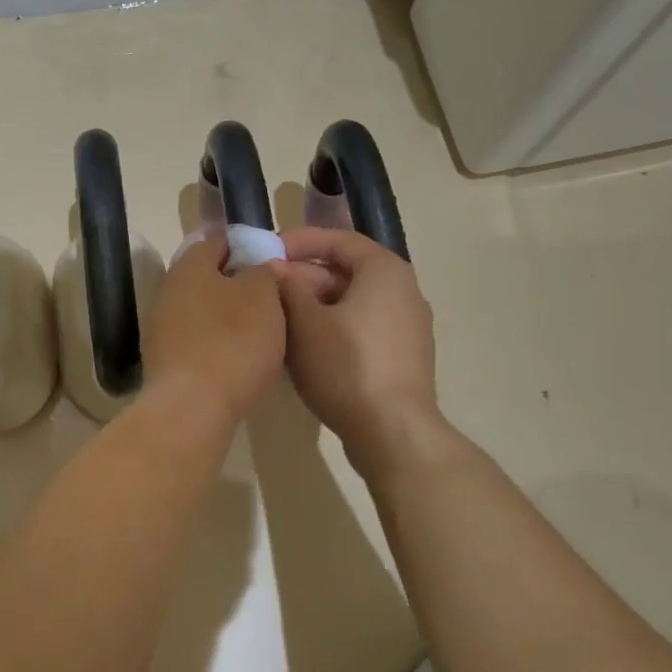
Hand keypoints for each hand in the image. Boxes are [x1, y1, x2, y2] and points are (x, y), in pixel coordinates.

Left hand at [142, 233, 285, 430]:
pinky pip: (194, 340)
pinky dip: (214, 342)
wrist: (192, 408)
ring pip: (199, 310)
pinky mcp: (162, 361)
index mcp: (189, 265)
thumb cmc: (233, 342)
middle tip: (268, 298)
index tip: (271, 260)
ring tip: (258, 330)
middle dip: (234, 283)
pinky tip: (235, 357)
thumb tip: (258, 266)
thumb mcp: (263, 297)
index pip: (218, 241)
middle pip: (205, 277)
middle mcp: (167, 290)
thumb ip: (263, 273)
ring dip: (224, 316)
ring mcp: (159, 328)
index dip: (246, 246)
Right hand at [275, 227, 449, 479]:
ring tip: (277, 320)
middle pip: (345, 273)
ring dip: (313, 307)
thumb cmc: (346, 366)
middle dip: (302, 279)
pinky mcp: (402, 357)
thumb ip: (288, 288)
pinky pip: (361, 329)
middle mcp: (403, 290)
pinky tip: (303, 350)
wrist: (392, 431)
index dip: (299, 242)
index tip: (266, 252)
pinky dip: (331, 329)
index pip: (338, 240)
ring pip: (350, 304)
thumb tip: (276, 268)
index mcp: (384, 271)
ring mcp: (406, 326)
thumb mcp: (305, 323)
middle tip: (265, 291)